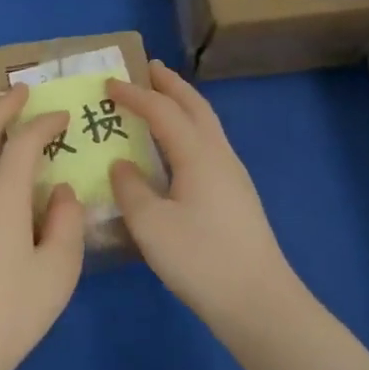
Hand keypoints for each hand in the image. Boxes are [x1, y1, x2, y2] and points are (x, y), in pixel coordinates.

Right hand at [108, 62, 302, 340]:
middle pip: (195, 106)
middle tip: (149, 68)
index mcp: (197, 154)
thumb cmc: (201, 259)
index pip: (162, 110)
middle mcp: (219, 154)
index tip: (109, 83)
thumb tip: (122, 165)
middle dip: (171, 84)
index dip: (134, 94)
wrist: (259, 302)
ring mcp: (233, 174)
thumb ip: (130, 188)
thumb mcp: (151, 225)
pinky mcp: (236, 195)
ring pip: (206, 124)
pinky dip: (189, 128)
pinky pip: (209, 144)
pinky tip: (178, 148)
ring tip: (162, 99)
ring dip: (184, 104)